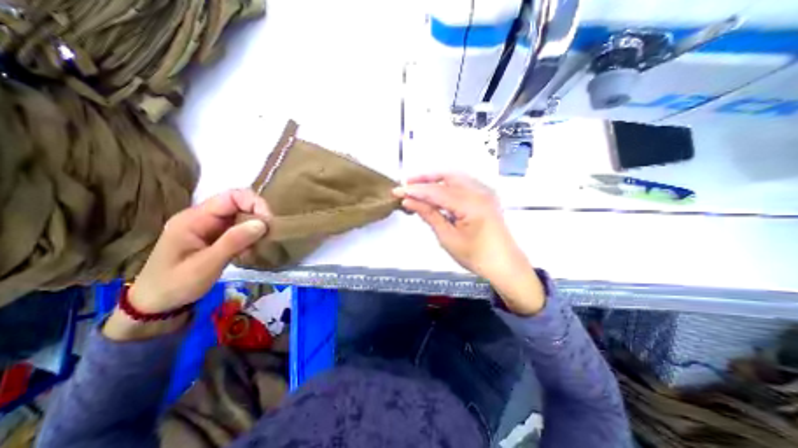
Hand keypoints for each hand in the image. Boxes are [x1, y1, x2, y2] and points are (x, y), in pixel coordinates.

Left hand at [101, 189, 269, 338]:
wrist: (156, 304)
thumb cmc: (175, 285)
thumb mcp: (205, 265)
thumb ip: (233, 242)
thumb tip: (263, 223)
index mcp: (195, 218)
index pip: (232, 196)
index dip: (254, 203)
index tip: (268, 223)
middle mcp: (204, 217)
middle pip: (240, 204)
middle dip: (258, 217)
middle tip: (269, 236)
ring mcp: (210, 227)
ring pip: (243, 217)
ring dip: (256, 229)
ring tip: (260, 246)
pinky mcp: (217, 237)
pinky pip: (240, 229)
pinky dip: (251, 237)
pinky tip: (251, 251)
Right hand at [395, 172, 545, 314]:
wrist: (504, 264)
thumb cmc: (476, 256)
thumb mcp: (448, 237)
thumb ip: (429, 215)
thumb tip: (409, 201)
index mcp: (471, 204)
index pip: (436, 191)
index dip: (415, 190)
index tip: (397, 191)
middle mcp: (480, 191)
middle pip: (447, 176)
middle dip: (425, 178)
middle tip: (408, 184)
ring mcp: (485, 192)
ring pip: (455, 177)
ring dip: (436, 180)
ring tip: (419, 188)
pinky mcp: (486, 196)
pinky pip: (463, 184)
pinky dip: (447, 185)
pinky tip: (437, 194)